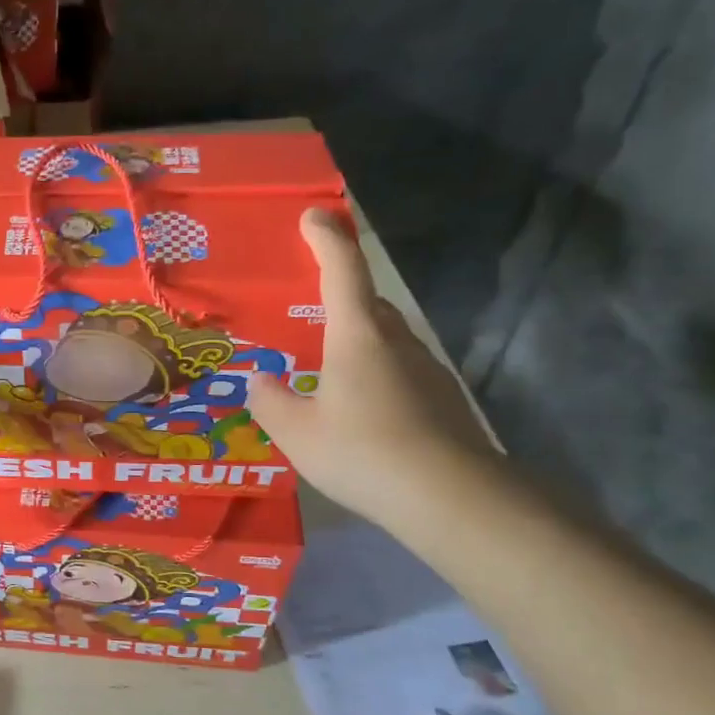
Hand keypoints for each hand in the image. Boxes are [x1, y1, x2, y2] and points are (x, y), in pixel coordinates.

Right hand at [248, 207, 497, 522]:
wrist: (452, 499)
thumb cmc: (363, 453)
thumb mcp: (296, 432)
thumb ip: (270, 402)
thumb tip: (261, 381)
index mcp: (357, 336)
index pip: (343, 270)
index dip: (327, 238)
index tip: (314, 215)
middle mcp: (396, 341)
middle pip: (368, 302)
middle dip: (340, 295)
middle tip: (309, 310)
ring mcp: (427, 369)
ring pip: (387, 338)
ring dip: (359, 339)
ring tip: (328, 370)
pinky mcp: (444, 399)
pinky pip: (401, 370)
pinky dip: (377, 373)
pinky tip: (362, 410)